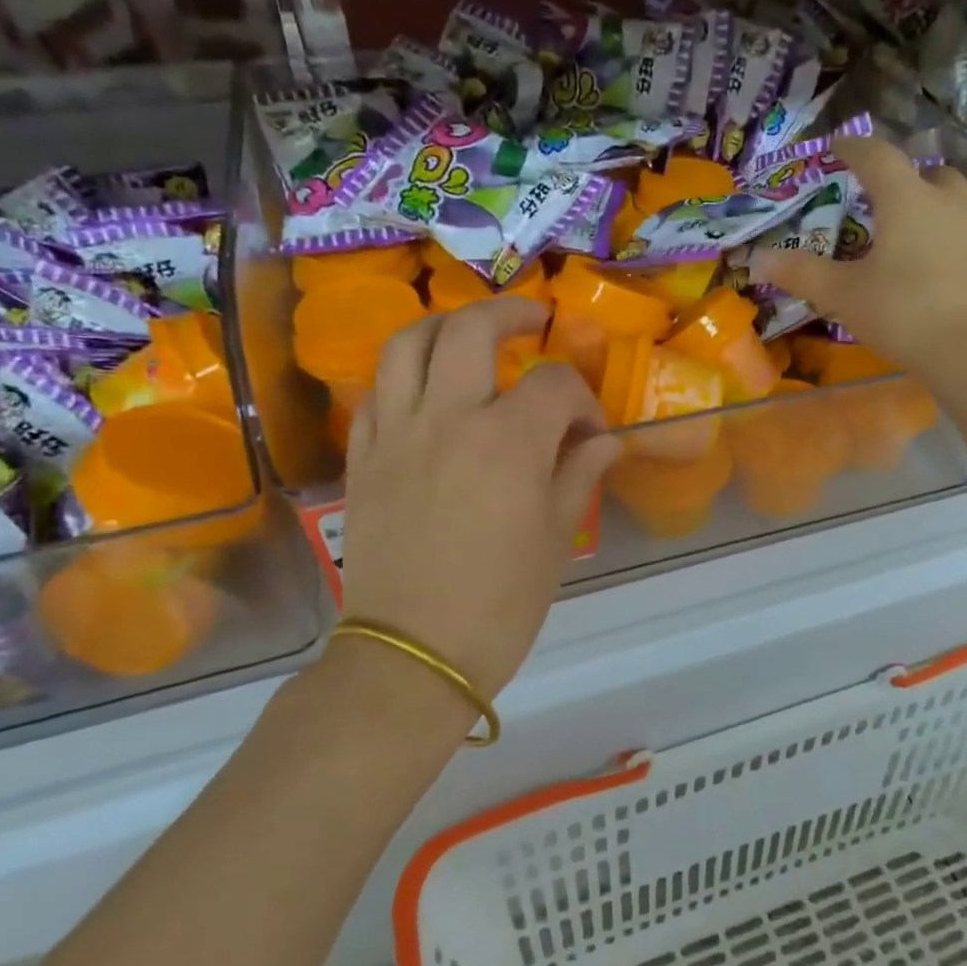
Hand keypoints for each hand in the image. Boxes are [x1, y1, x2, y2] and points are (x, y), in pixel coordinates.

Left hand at [340, 297, 620, 698]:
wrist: (414, 652)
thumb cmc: (501, 602)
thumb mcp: (557, 537)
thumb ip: (580, 475)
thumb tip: (604, 442)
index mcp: (508, 440)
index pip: (554, 384)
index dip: (582, 399)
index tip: (590, 432)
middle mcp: (447, 418)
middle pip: (471, 330)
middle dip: (510, 314)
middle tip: (532, 321)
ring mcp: (396, 433)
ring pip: (408, 343)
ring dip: (444, 326)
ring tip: (469, 336)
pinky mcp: (362, 457)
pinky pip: (377, 392)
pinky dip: (405, 375)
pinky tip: (426, 392)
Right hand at [745, 135, 966, 373]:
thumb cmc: (901, 313)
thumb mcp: (842, 294)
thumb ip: (800, 273)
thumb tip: (756, 258)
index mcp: (906, 200)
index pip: (877, 156)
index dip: (855, 147)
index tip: (839, 146)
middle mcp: (948, 201)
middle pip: (928, 172)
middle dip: (906, 177)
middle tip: (885, 198)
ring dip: (948, 196)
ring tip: (932, 215)